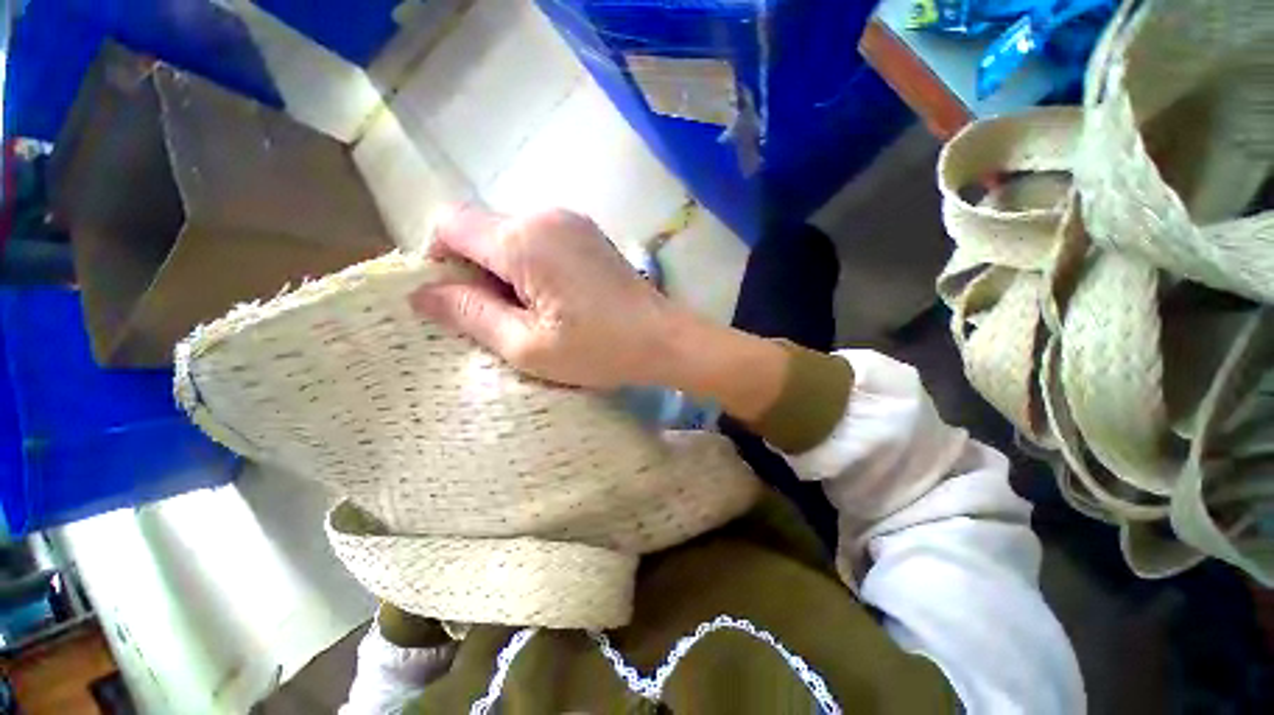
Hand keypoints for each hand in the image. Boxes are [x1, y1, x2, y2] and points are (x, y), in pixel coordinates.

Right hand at [410, 206, 789, 420]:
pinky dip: (531, 266)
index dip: (438, 260)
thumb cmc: (600, 349)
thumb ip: (470, 314)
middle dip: (475, 270)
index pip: (449, 224)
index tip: (457, 301)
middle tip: (500, 318)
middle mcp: (545, 215)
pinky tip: (555, 299)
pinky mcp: (587, 234)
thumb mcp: (527, 346)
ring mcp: (572, 221)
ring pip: (511, 235)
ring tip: (532, 314)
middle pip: (481, 229)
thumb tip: (422, 293)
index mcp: (524, 239)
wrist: (665, 339)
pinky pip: (539, 240)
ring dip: (505, 271)